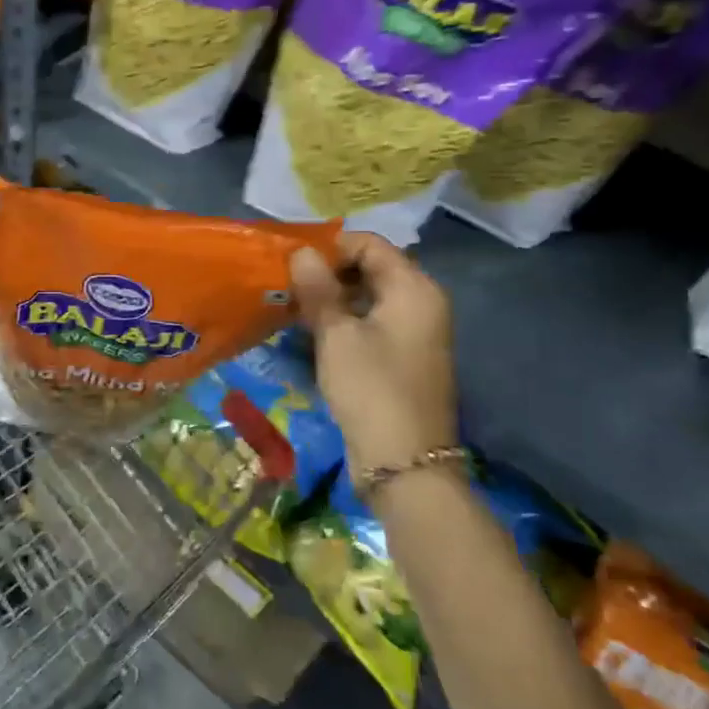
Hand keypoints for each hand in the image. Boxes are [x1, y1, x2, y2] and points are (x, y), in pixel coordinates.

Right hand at [291, 233, 456, 487]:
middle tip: (287, 285)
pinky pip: (370, 324)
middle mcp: (421, 303)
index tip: (291, 262)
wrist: (403, 463)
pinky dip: (343, 322)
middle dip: (327, 273)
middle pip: (371, 269)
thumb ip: (318, 289)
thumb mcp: (337, 335)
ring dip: (331, 299)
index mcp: (414, 288)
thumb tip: (301, 252)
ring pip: (368, 299)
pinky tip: (311, 333)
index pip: (370, 244)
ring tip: (292, 308)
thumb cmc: (370, 388)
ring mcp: (414, 333)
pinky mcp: (402, 359)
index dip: (330, 247)